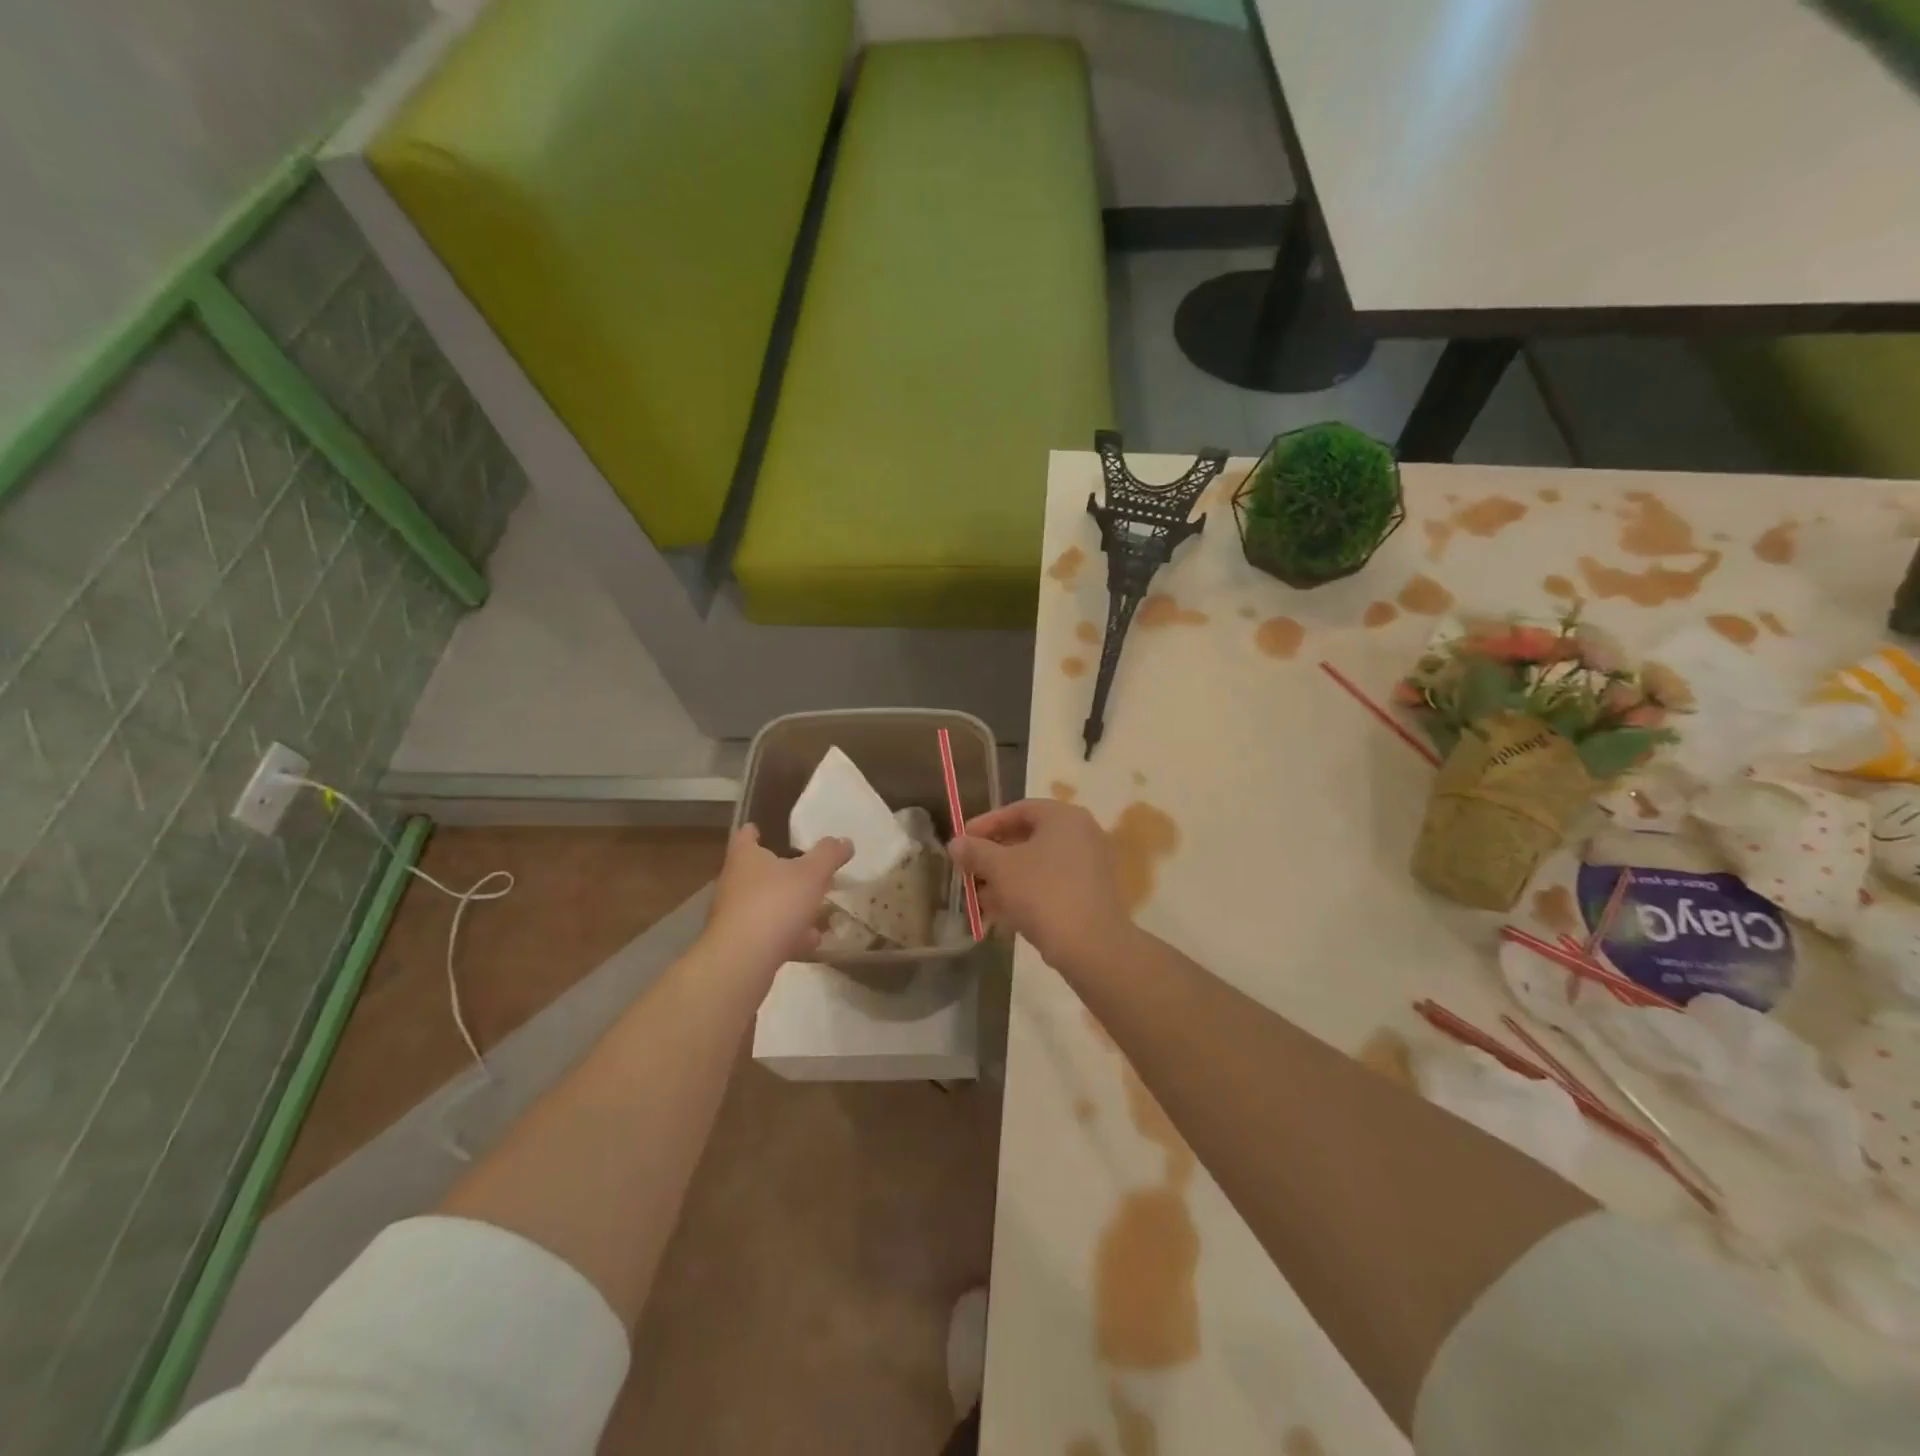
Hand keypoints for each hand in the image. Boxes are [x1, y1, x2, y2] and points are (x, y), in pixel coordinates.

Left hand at [700, 826, 850, 978]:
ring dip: (789, 907)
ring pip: (765, 904)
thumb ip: (829, 854)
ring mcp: (735, 916)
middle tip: (805, 870)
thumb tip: (844, 840)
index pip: (744, 836)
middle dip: (781, 871)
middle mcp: (734, 883)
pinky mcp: (740, 944)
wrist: (744, 960)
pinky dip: (788, 934)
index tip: (760, 828)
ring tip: (817, 910)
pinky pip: (769, 933)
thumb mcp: (811, 874)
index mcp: (745, 858)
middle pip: (756, 871)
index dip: (753, 831)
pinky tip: (810, 941)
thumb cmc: (775, 903)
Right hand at [951, 799, 1133, 971]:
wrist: (1091, 946)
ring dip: (1006, 879)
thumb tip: (956, 843)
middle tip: (969, 871)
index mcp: (1064, 817)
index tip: (962, 841)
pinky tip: (1002, 916)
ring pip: (1038, 865)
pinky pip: (1051, 885)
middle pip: (1028, 838)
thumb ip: (975, 851)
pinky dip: (1026, 894)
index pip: (1018, 810)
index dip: (986, 824)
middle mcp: (1082, 834)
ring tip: (980, 901)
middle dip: (994, 857)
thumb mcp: (1000, 868)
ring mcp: (1090, 865)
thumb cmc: (1042, 893)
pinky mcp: (1091, 894)